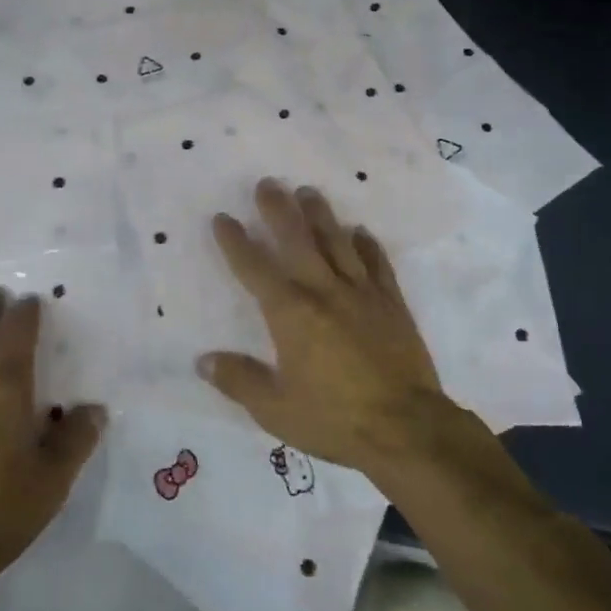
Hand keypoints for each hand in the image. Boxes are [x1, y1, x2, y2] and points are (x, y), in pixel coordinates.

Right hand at [199, 178, 448, 474]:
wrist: (407, 428)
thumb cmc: (335, 419)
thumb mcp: (276, 410)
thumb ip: (239, 381)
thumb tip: (203, 360)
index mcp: (291, 313)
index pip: (255, 268)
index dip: (236, 242)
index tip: (223, 217)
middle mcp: (323, 291)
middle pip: (297, 240)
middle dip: (279, 210)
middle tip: (267, 183)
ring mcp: (362, 293)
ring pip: (337, 242)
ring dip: (321, 214)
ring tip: (308, 191)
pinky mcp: (392, 303)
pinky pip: (377, 264)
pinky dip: (367, 245)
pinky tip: (360, 231)